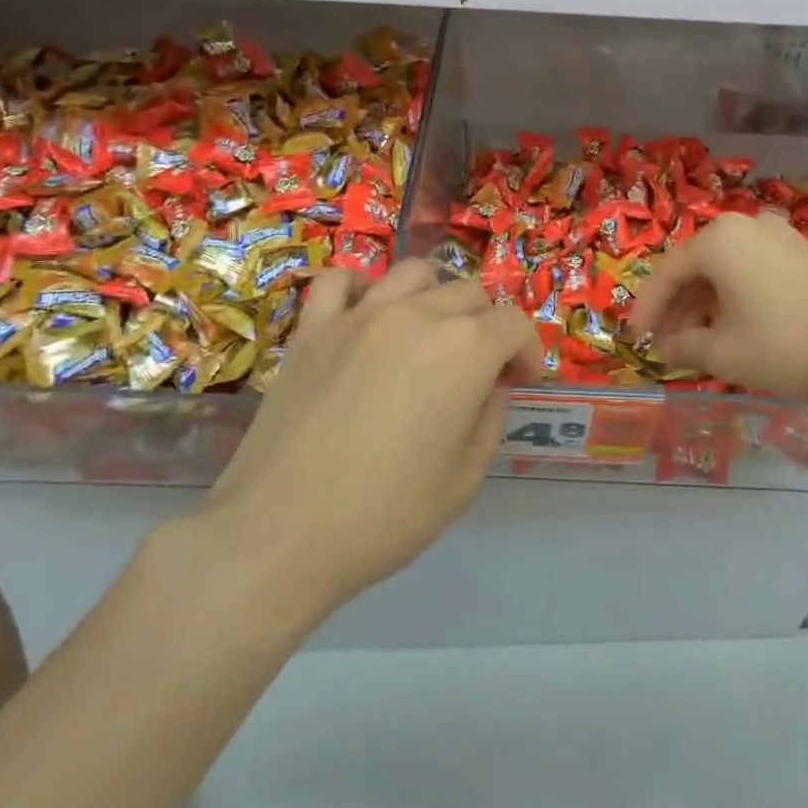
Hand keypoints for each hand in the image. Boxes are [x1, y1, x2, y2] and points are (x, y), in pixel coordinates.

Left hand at [194, 260, 542, 611]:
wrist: (280, 534)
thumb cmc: (384, 515)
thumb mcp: (464, 481)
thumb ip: (489, 421)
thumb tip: (488, 388)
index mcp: (465, 350)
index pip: (515, 324)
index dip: (527, 352)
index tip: (519, 383)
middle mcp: (417, 315)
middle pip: (470, 293)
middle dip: (487, 327)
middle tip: (478, 370)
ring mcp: (360, 314)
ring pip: (414, 273)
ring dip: (435, 297)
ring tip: (428, 334)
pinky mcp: (313, 327)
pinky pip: (341, 281)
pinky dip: (362, 289)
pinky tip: (366, 318)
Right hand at [627, 212, 807, 402]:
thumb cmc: (785, 345)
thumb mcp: (723, 353)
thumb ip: (683, 347)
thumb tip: (664, 347)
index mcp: (719, 239)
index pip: (667, 272)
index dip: (647, 308)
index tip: (634, 339)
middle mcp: (746, 226)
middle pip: (696, 267)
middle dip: (676, 307)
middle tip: (664, 344)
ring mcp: (778, 236)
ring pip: (724, 269)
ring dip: (704, 304)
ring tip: (696, 341)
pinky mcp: (802, 253)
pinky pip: (751, 270)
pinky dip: (733, 296)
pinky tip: (732, 326)